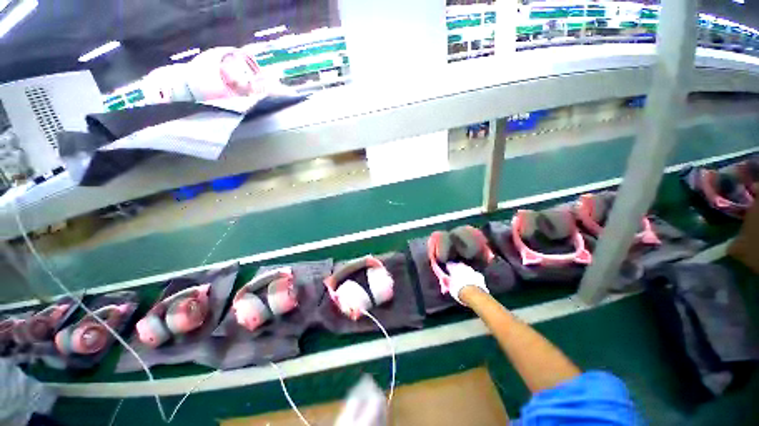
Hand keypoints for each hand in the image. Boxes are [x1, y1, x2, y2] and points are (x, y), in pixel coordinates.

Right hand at [445, 262, 488, 305]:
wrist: (474, 296)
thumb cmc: (459, 290)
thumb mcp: (449, 286)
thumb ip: (446, 280)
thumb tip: (443, 277)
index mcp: (454, 267)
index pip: (449, 264)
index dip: (447, 268)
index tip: (447, 271)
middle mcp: (463, 266)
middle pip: (459, 265)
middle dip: (457, 270)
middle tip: (455, 276)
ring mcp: (472, 270)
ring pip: (467, 270)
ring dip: (465, 273)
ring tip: (464, 281)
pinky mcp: (480, 276)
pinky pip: (475, 275)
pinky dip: (473, 278)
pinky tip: (472, 283)